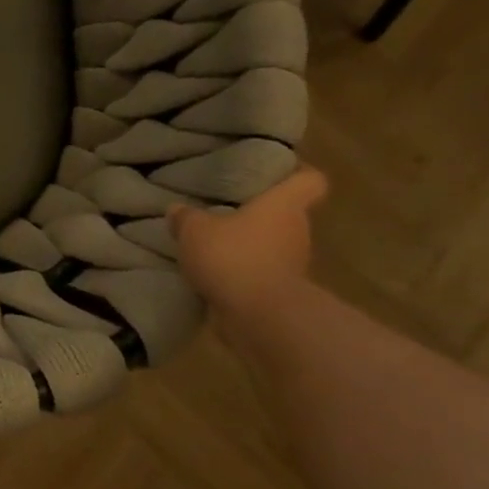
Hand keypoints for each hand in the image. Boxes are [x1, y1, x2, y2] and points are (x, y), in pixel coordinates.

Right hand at [168, 165, 327, 317]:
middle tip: (224, 206)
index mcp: (283, 205)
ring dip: (248, 243)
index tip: (274, 172)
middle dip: (258, 211)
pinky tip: (214, 270)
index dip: (297, 172)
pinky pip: (260, 270)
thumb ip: (186, 217)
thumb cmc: (233, 257)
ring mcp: (292, 263)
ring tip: (213, 241)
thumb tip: (178, 210)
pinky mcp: (280, 290)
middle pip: (286, 213)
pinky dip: (243, 270)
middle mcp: (296, 230)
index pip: (310, 180)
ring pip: (272, 243)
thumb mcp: (194, 229)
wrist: (259, 316)